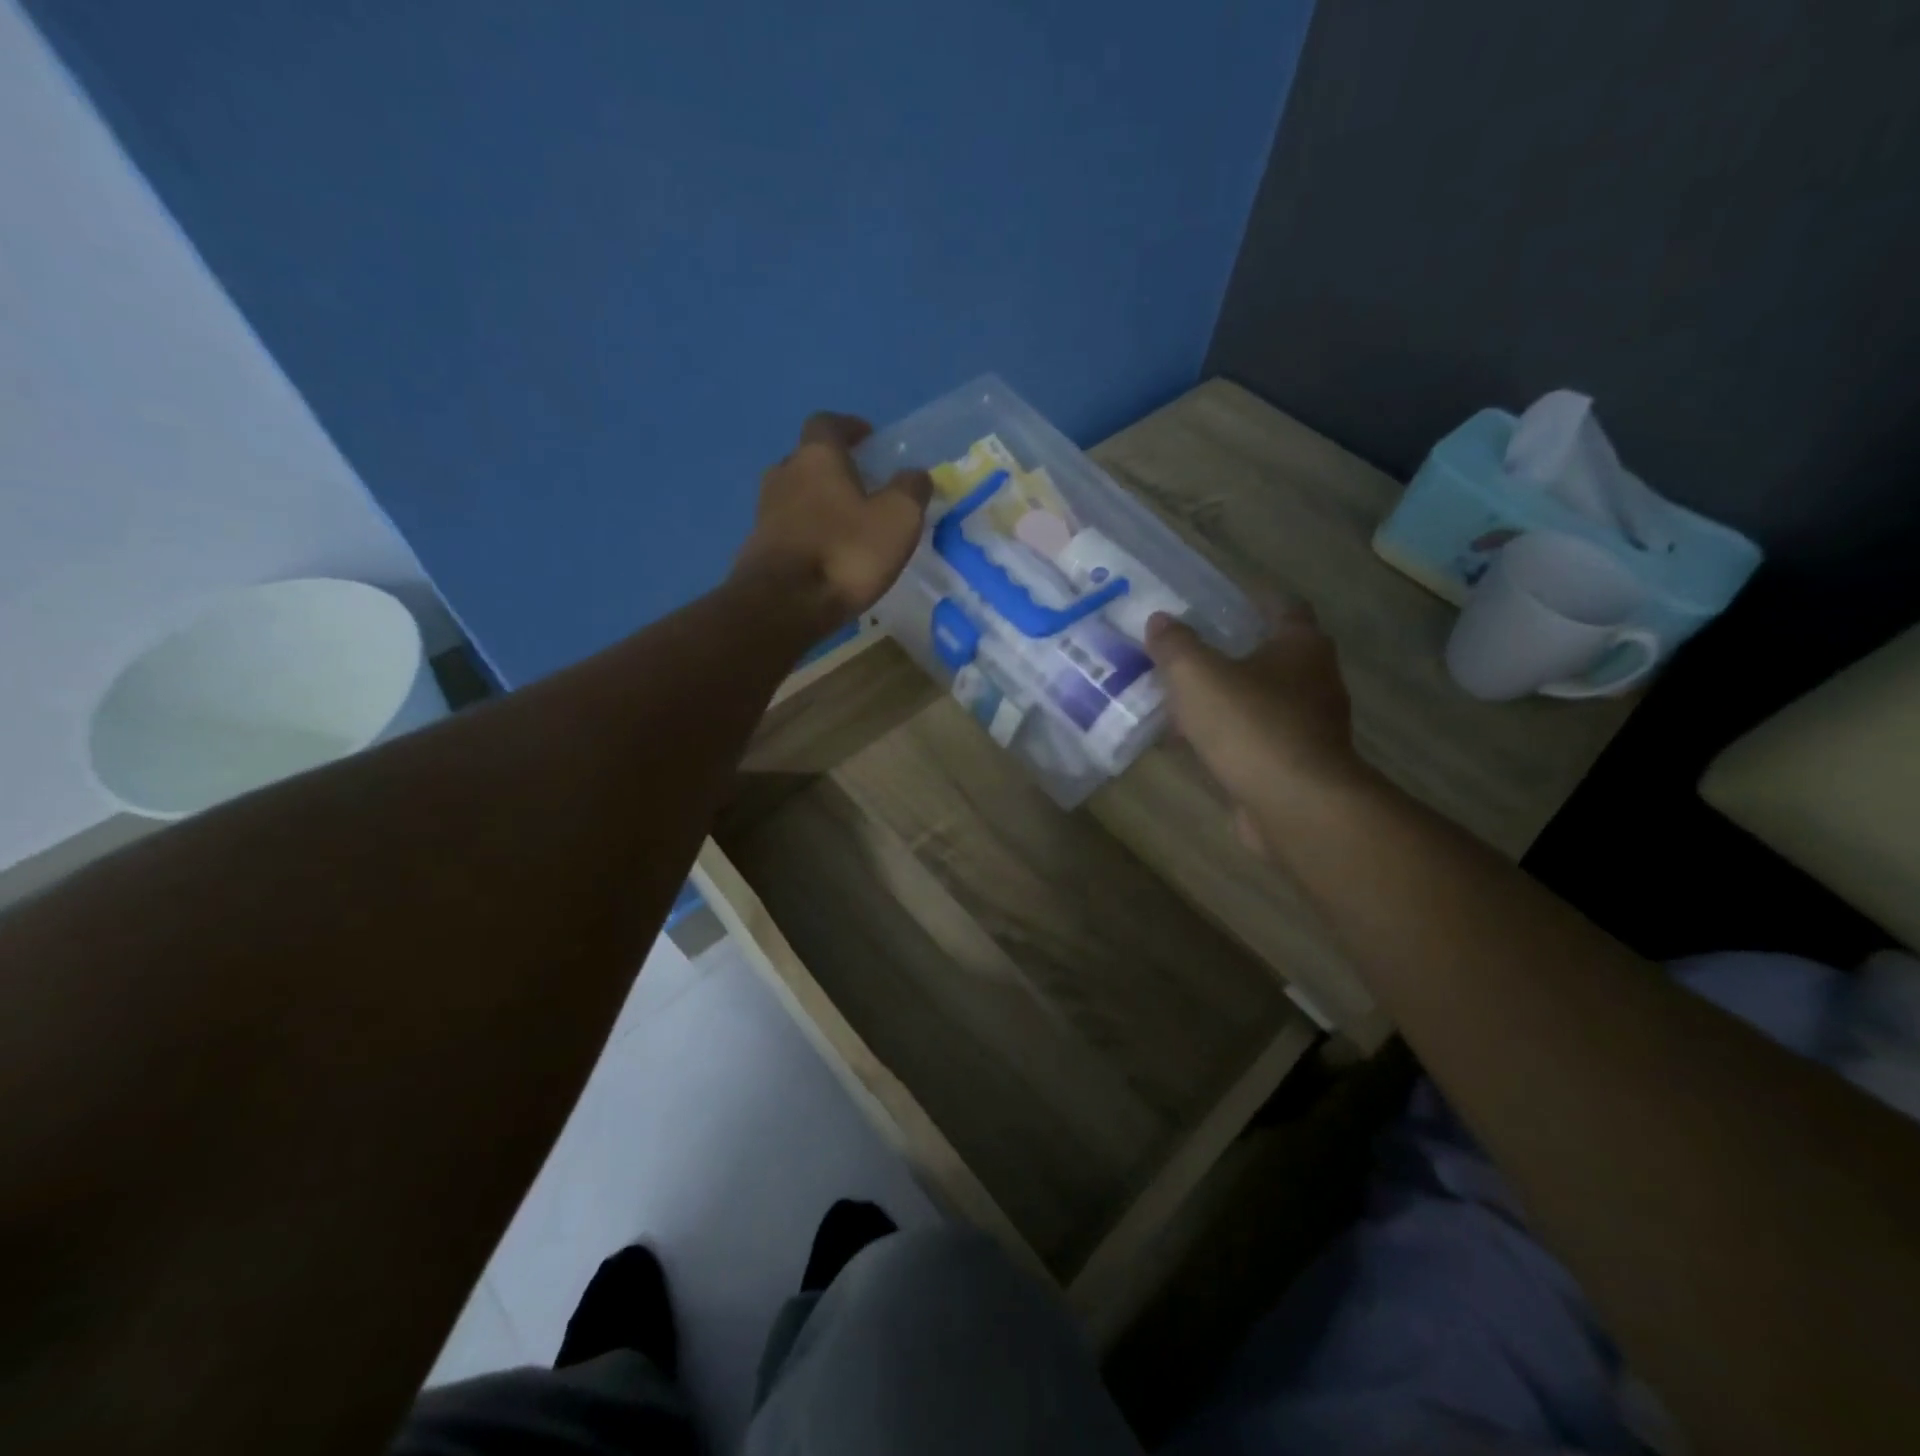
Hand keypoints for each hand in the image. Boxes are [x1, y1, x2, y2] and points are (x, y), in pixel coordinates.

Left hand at [733, 412, 931, 632]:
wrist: (784, 605)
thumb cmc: (846, 552)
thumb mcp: (898, 519)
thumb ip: (911, 490)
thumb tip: (916, 474)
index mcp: (816, 456)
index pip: (828, 423)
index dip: (849, 427)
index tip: (869, 439)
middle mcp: (784, 474)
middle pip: (808, 460)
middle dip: (834, 469)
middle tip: (862, 487)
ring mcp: (765, 512)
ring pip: (795, 495)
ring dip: (818, 503)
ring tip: (846, 525)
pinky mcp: (758, 547)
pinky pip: (788, 529)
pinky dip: (807, 533)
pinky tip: (826, 555)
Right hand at [1145, 603, 1365, 856]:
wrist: (1295, 805)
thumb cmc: (1251, 725)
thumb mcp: (1197, 675)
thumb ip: (1175, 645)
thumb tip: (1160, 621)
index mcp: (1301, 646)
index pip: (1284, 607)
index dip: (1254, 600)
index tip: (1220, 602)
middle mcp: (1315, 680)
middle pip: (1272, 656)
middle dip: (1233, 653)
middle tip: (1188, 652)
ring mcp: (1310, 726)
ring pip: (1262, 701)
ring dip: (1228, 699)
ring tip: (1182, 700)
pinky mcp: (1297, 765)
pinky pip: (1256, 739)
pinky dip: (1229, 737)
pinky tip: (1195, 744)